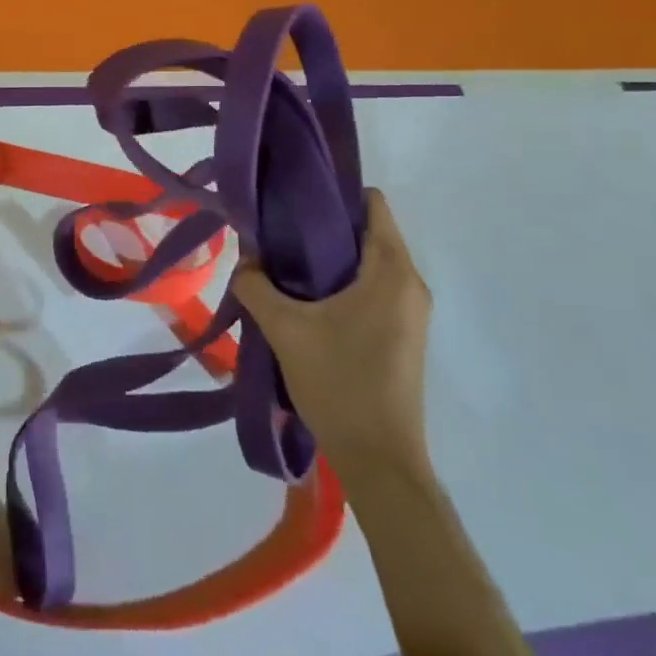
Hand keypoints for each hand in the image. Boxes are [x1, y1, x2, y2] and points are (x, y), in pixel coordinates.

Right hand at [233, 190, 431, 477]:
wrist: (380, 460)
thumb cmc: (339, 383)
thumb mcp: (285, 329)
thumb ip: (256, 285)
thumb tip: (245, 260)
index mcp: (391, 272)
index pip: (373, 205)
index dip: (333, 194)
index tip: (292, 201)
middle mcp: (410, 284)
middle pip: (369, 232)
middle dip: (324, 227)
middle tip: (278, 235)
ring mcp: (410, 312)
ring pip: (369, 263)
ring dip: (330, 260)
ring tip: (285, 267)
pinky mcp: (403, 335)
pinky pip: (373, 289)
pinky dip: (342, 284)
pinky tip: (307, 302)